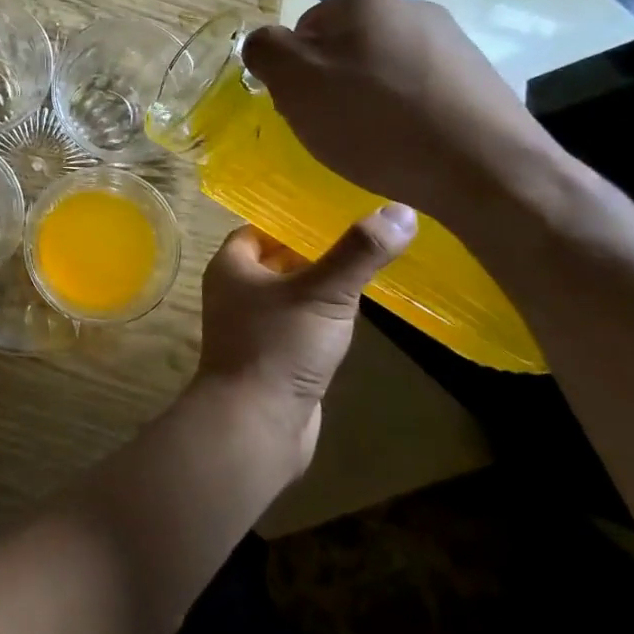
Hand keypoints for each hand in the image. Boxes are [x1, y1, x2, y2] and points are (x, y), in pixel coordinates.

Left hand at [196, 208, 415, 466]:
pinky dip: (323, 318)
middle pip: (279, 259)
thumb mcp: (323, 293)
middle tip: (365, 236)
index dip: (296, 219)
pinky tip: (355, 315)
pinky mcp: (274, 356)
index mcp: (232, 266)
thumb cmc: (279, 347)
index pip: (263, 228)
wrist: (256, 424)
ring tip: (368, 267)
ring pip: (292, 294)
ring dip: (322, 286)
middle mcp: (236, 291)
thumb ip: (359, 252)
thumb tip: (401, 210)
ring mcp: (253, 326)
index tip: (340, 210)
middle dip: (316, 250)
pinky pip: (300, 325)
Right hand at [241, 0, 559, 227]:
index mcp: (364, 2)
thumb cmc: (376, 122)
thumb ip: (265, 50)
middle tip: (332, 128)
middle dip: (330, 85)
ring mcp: (451, 42)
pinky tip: (408, 145)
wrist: (486, 169)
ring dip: (368, 101)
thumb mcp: (295, 83)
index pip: (303, 29)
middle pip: (343, 48)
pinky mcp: (478, 78)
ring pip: (382, 70)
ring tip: (373, 143)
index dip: (294, 72)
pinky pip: (418, 92)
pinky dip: (405, 115)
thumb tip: (264, 43)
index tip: (303, 108)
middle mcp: (410, 9)